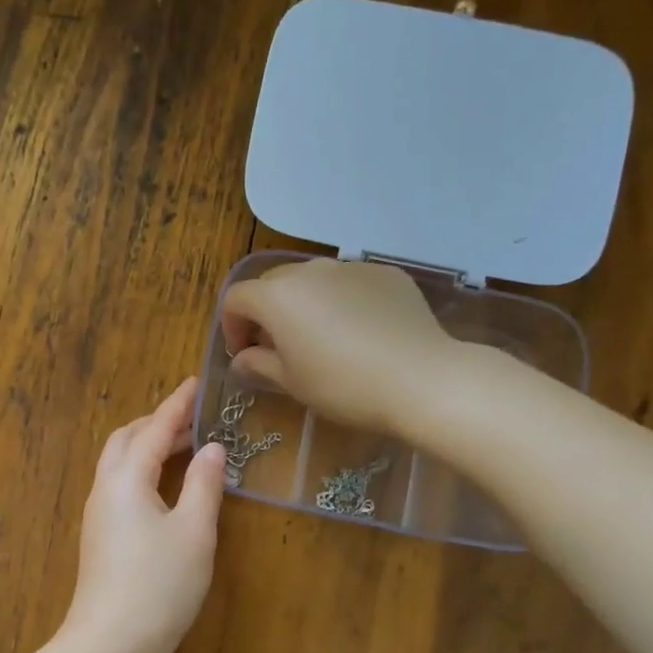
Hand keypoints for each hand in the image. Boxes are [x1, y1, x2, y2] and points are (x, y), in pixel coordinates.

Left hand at [63, 379, 226, 652]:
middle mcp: (105, 487)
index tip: (196, 383)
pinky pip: (119, 484)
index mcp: (126, 477)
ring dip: (147, 446)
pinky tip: (164, 486)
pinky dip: (142, 470)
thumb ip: (203, 484)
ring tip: (182, 446)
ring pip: (119, 462)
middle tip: (191, 418)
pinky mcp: (99, 535)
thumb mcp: (194, 531)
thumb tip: (211, 448)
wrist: (111, 642)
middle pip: (127, 439)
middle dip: (157, 422)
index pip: (154, 428)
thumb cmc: (159, 583)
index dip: (177, 405)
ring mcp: (97, 513)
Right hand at [221, 258, 452, 433]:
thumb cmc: (343, 385)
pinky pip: (350, 283)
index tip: (244, 354)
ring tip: (321, 337)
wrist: (421, 378)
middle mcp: (309, 271)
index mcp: (277, 296)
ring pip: (313, 280)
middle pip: (272, 283)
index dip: (231, 326)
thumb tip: (242, 359)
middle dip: (266, 311)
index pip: (236, 298)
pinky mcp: (385, 273)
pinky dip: (343, 301)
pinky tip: (361, 332)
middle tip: (277, 346)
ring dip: (305, 303)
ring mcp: (350, 267)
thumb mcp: (292, 383)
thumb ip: (259, 364)